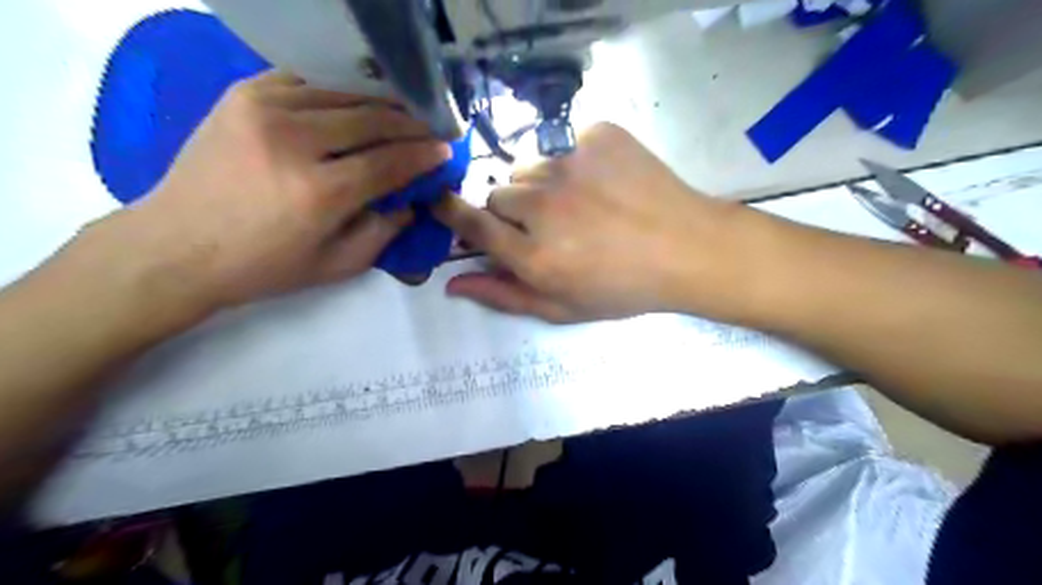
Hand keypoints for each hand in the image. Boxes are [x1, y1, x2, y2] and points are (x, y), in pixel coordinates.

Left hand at [81, 71, 452, 319]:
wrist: (177, 247)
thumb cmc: (264, 266)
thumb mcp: (338, 266)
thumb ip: (385, 232)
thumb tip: (414, 201)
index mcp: (320, 192)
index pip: (390, 162)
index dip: (423, 154)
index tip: (445, 149)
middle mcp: (295, 142)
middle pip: (372, 120)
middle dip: (410, 124)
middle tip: (431, 129)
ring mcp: (264, 109)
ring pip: (344, 95)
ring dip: (380, 104)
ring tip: (402, 114)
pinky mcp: (243, 94)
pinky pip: (307, 82)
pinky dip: (338, 92)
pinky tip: (354, 104)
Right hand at [435, 124, 749, 323]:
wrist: (688, 248)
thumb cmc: (624, 288)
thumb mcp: (562, 307)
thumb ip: (504, 295)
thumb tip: (452, 283)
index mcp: (534, 255)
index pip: (472, 223)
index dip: (452, 212)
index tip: (442, 202)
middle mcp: (544, 206)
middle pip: (498, 193)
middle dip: (511, 210)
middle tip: (546, 225)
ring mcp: (570, 163)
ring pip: (528, 167)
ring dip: (540, 185)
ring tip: (577, 203)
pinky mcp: (597, 135)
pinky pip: (562, 143)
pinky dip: (572, 162)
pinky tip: (601, 182)